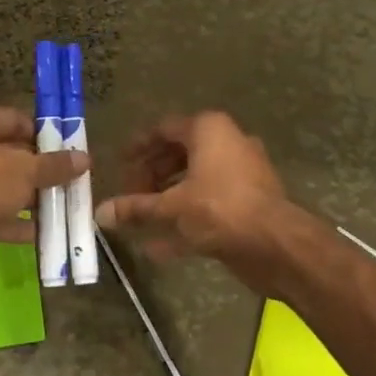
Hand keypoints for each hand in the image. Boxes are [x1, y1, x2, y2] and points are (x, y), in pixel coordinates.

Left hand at [0, 102, 86, 295]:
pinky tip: (51, 232)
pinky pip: (0, 216)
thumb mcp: (25, 169)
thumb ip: (54, 165)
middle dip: (44, 169)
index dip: (45, 133)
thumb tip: (85, 159)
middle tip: (77, 179)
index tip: (73, 148)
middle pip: (13, 155)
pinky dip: (22, 224)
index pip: (16, 120)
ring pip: (7, 187)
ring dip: (36, 198)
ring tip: (70, 205)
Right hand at [94, 112, 288, 263]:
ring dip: (167, 199)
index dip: (138, 146)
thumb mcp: (171, 207)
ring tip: (140, 218)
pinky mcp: (249, 202)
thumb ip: (136, 208)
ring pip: (195, 181)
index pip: (164, 129)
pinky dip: (186, 220)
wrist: (276, 243)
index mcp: (209, 129)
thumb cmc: (219, 209)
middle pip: (180, 154)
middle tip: (129, 194)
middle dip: (151, 175)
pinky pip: (209, 204)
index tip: (119, 164)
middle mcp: (227, 143)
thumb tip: (99, 213)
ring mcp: (242, 173)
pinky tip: (158, 247)